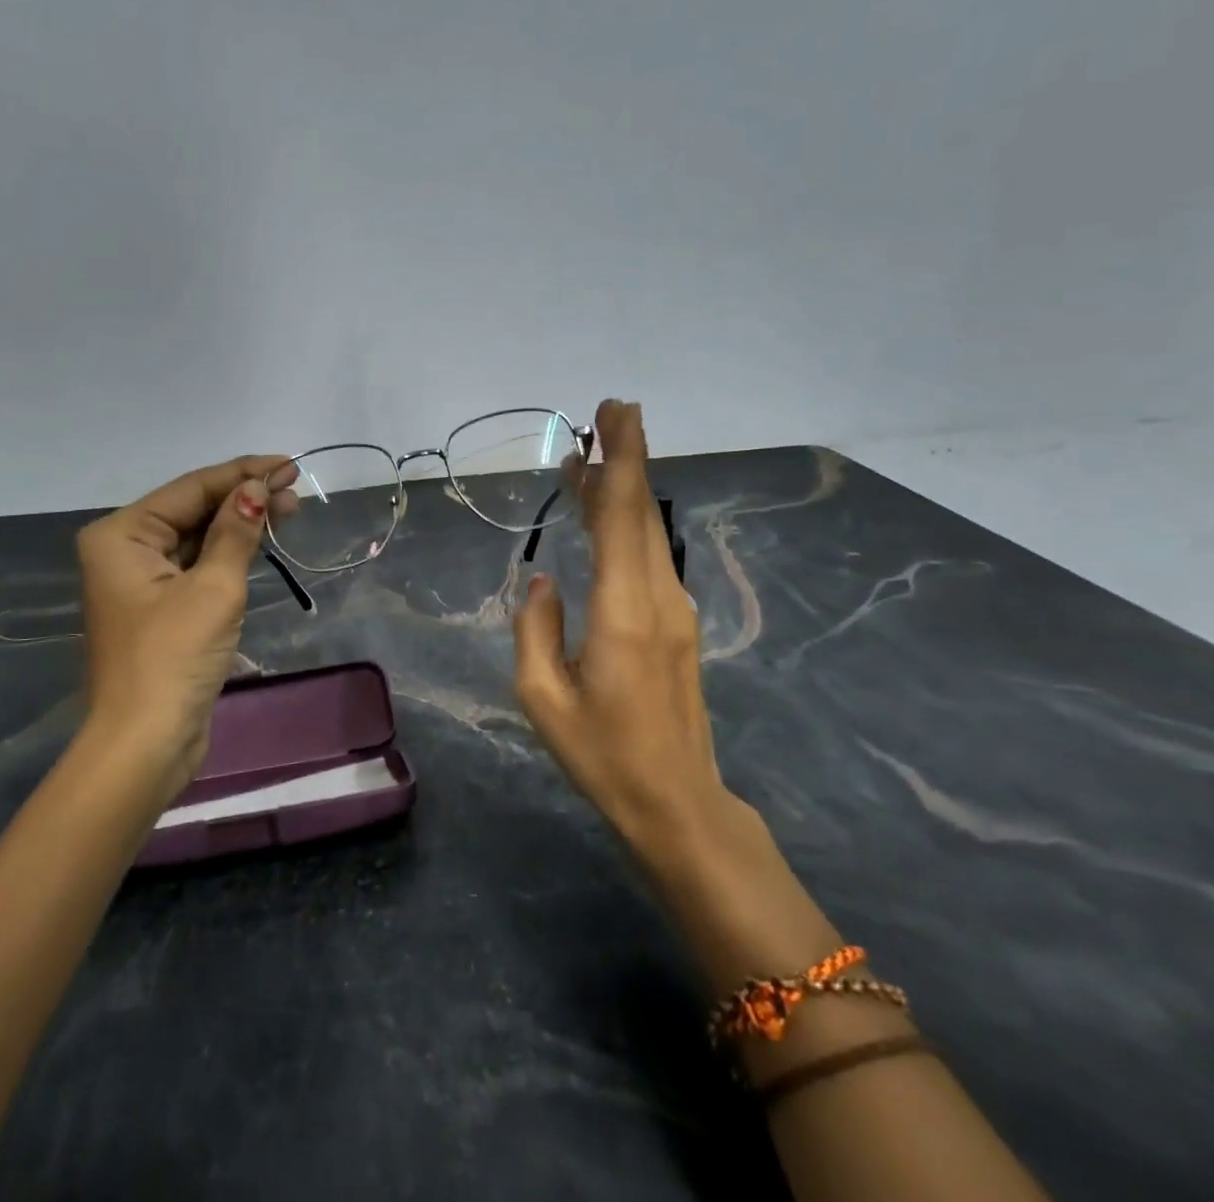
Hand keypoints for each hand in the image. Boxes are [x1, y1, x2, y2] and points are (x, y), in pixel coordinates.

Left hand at [76, 455, 296, 802]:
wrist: (146, 744)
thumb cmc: (174, 658)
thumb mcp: (213, 587)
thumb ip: (236, 531)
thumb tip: (258, 487)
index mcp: (122, 535)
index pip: (192, 488)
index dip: (243, 473)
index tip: (289, 464)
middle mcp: (125, 550)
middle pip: (194, 509)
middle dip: (244, 498)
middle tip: (296, 491)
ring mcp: (142, 581)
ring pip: (199, 537)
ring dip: (241, 524)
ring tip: (289, 511)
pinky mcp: (162, 608)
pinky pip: (199, 565)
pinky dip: (231, 553)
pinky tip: (261, 541)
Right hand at [511, 400, 739, 861]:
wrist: (677, 802)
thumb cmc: (604, 755)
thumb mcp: (543, 699)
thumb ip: (536, 629)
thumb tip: (542, 580)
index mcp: (624, 611)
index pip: (624, 517)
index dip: (621, 459)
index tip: (617, 413)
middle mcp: (658, 598)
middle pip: (643, 511)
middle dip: (628, 456)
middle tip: (610, 410)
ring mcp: (674, 610)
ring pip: (647, 532)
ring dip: (622, 489)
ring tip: (589, 458)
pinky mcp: (676, 625)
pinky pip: (648, 558)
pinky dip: (625, 525)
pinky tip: (602, 517)